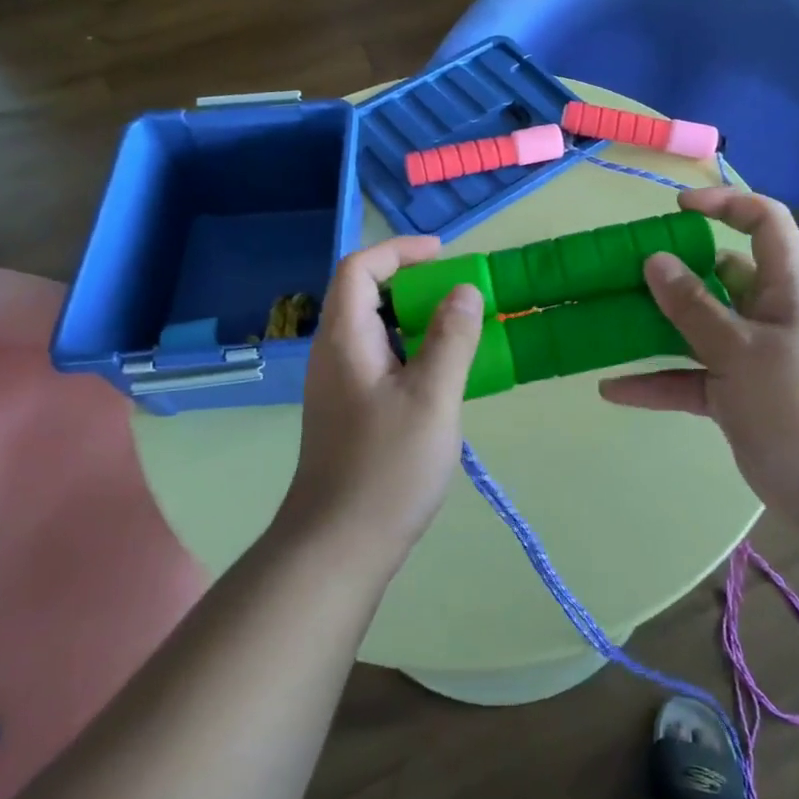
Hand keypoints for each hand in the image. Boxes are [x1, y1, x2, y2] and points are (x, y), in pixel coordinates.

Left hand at [283, 237, 483, 574]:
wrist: (338, 546)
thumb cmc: (387, 467)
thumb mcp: (432, 397)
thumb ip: (451, 339)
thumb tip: (464, 290)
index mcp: (345, 339)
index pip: (359, 269)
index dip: (398, 252)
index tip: (443, 255)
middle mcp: (334, 354)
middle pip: (365, 295)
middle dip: (413, 284)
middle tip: (459, 294)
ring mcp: (339, 385)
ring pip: (375, 331)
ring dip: (415, 320)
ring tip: (460, 330)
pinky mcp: (350, 411)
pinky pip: (380, 361)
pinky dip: (411, 351)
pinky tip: (442, 376)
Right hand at [599, 187, 798, 510]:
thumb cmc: (798, 404)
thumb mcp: (740, 349)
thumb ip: (694, 306)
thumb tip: (654, 260)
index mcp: (784, 287)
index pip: (764, 222)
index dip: (725, 204)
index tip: (675, 210)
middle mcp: (765, 313)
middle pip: (717, 275)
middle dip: (672, 270)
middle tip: (623, 270)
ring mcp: (748, 355)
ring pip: (696, 327)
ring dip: (656, 326)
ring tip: (607, 319)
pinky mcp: (733, 394)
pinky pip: (688, 377)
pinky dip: (655, 381)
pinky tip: (612, 388)